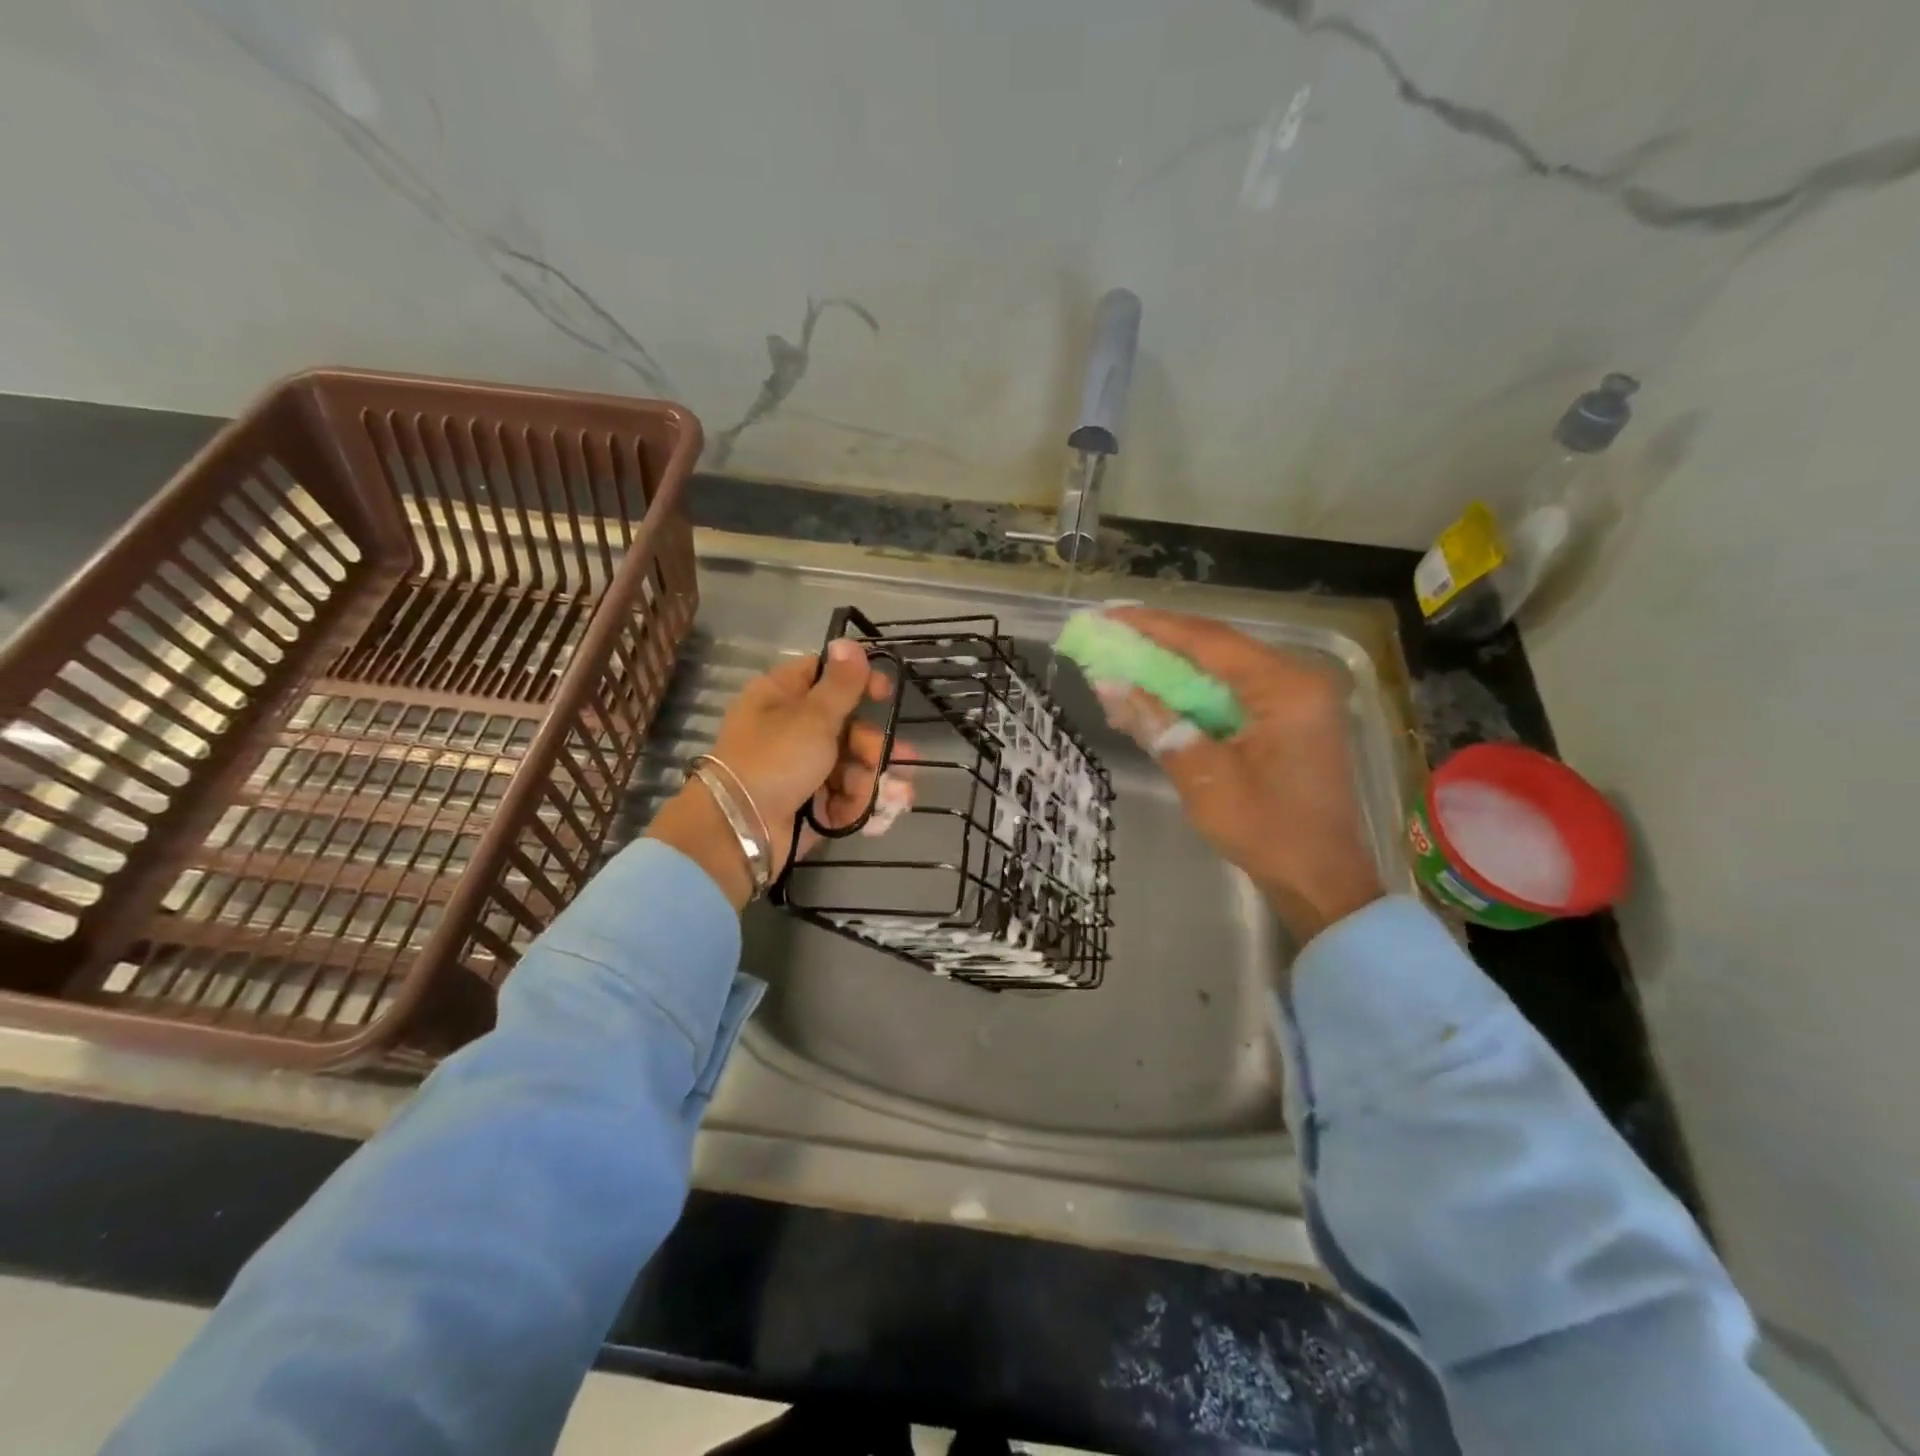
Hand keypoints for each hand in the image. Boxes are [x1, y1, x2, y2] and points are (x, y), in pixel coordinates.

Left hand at [646, 638, 901, 907]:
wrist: (738, 830)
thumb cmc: (775, 760)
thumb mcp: (812, 716)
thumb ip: (840, 683)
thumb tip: (847, 641)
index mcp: (779, 697)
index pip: (822, 675)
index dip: (858, 681)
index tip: (886, 693)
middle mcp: (787, 730)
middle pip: (844, 727)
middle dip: (874, 747)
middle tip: (897, 759)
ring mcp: (796, 770)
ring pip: (848, 767)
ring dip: (872, 781)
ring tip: (893, 797)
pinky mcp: (804, 804)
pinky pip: (840, 798)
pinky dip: (857, 806)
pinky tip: (874, 817)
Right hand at [1093, 608, 1383, 944]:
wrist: (1320, 881)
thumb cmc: (1267, 830)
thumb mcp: (1203, 776)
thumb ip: (1158, 723)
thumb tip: (1108, 685)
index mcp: (1285, 687)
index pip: (1208, 641)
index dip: (1153, 627)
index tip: (1108, 617)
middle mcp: (1296, 681)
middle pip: (1216, 648)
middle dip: (1159, 643)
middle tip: (1110, 635)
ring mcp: (1295, 701)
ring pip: (1222, 669)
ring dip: (1173, 668)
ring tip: (1123, 661)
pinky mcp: (1287, 722)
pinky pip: (1232, 694)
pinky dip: (1192, 694)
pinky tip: (1156, 696)